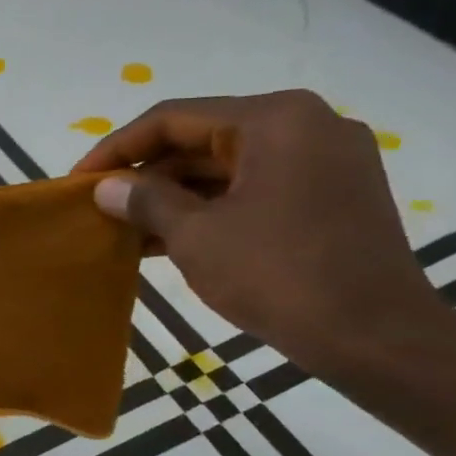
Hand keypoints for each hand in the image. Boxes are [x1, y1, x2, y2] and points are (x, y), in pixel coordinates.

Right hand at [75, 90, 445, 372]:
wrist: (377, 337)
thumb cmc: (278, 275)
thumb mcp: (196, 236)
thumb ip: (144, 202)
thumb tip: (105, 188)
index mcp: (274, 119)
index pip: (173, 119)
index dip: (116, 148)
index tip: (79, 180)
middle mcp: (306, 125)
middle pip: (202, 139)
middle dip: (147, 175)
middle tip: (102, 206)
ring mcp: (326, 161)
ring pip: (228, 167)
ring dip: (175, 196)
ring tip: (126, 227)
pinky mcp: (334, 196)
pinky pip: (256, 189)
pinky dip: (212, 209)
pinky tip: (169, 238)